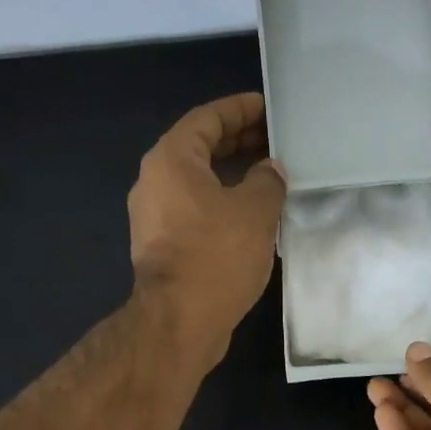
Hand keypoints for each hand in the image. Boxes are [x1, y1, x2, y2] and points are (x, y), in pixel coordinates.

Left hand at [128, 92, 285, 368]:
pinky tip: (251, 218)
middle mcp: (155, 183)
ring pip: (198, 185)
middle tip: (274, 142)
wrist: (180, 321)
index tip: (268, 108)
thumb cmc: (216, 256)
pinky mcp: (164, 250)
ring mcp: (155, 219)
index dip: (239, 110)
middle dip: (238, 143)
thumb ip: (268, 181)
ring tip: (269, 179)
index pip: (207, 119)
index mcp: (171, 161)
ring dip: (232, 178)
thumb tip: (271, 170)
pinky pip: (196, 213)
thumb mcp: (255, 211)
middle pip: (199, 150)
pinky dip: (222, 206)